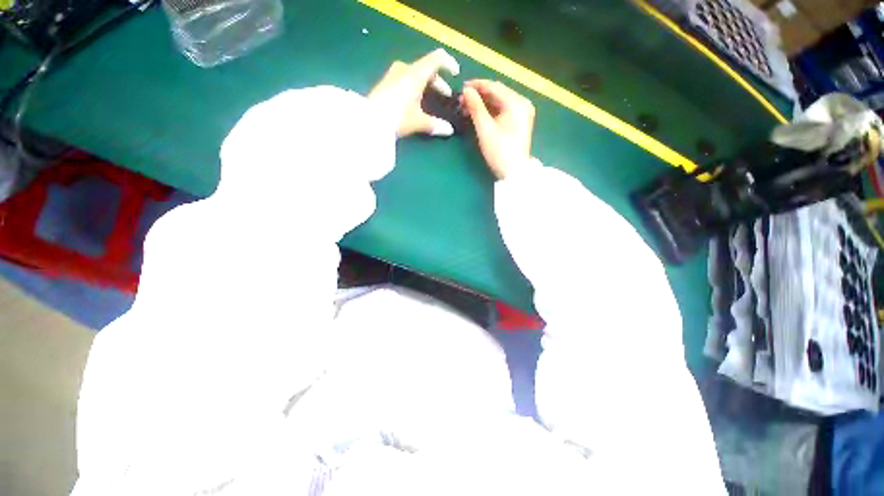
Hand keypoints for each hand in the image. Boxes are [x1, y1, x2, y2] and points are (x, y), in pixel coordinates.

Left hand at [368, 49, 460, 137]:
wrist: (370, 120)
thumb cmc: (398, 117)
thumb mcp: (418, 121)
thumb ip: (435, 124)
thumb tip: (449, 130)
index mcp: (416, 73)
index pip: (437, 58)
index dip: (449, 64)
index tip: (456, 74)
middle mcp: (405, 69)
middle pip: (426, 68)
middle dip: (438, 82)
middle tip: (445, 95)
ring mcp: (393, 75)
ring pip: (416, 74)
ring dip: (426, 85)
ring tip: (431, 100)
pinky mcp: (386, 83)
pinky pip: (406, 79)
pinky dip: (415, 87)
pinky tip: (415, 102)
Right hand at [462, 80, 534, 178]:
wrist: (514, 172)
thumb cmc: (499, 151)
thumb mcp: (485, 129)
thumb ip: (476, 107)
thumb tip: (466, 91)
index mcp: (516, 103)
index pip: (494, 87)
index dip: (477, 85)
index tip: (461, 87)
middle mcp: (522, 103)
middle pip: (498, 93)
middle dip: (479, 95)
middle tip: (462, 100)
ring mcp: (522, 112)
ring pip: (500, 101)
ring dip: (484, 103)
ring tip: (467, 107)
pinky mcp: (519, 122)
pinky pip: (503, 110)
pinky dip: (491, 110)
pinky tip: (479, 114)